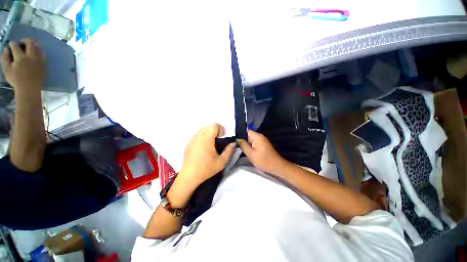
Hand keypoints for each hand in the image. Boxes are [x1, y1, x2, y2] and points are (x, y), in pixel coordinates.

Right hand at [1, 39, 44, 94]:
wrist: (29, 90)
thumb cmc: (16, 80)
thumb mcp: (6, 69)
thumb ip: (5, 58)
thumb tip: (6, 49)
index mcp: (20, 58)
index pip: (15, 45)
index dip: (12, 43)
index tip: (10, 44)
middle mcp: (30, 57)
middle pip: (30, 43)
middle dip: (25, 40)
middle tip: (21, 43)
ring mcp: (38, 60)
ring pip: (38, 47)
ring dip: (33, 45)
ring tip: (28, 47)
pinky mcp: (43, 64)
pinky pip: (43, 54)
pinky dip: (39, 51)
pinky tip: (35, 53)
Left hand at [179, 123, 235, 186]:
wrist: (189, 175)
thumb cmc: (206, 168)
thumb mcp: (221, 162)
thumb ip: (229, 151)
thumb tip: (233, 143)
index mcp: (207, 139)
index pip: (214, 125)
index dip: (221, 129)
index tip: (222, 138)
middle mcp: (198, 136)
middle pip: (208, 126)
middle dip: (215, 131)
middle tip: (218, 141)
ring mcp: (192, 139)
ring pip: (202, 129)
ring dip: (208, 133)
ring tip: (211, 144)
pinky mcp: (189, 143)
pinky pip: (197, 134)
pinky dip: (202, 137)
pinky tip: (203, 147)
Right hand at [238, 130, 289, 175]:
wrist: (277, 166)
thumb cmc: (263, 160)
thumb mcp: (251, 154)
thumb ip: (243, 145)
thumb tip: (238, 139)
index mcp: (257, 136)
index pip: (246, 131)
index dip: (240, 135)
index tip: (235, 141)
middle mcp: (260, 136)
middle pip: (248, 135)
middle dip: (243, 140)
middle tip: (237, 147)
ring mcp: (262, 140)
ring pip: (251, 140)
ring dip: (247, 144)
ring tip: (241, 150)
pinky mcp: (263, 145)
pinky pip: (255, 143)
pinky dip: (251, 147)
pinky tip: (248, 152)